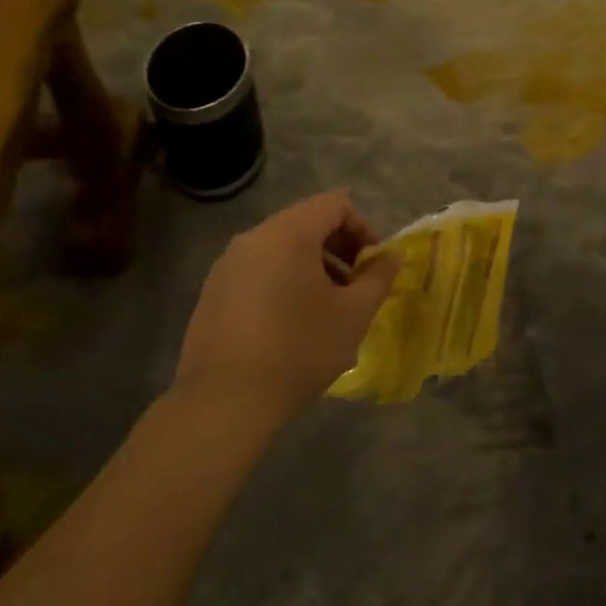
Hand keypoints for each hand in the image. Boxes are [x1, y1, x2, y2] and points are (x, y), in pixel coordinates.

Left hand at [173, 192, 400, 431]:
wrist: (225, 401)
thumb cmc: (299, 349)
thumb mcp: (353, 314)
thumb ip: (378, 277)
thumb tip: (391, 256)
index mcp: (288, 234)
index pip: (334, 204)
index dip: (363, 227)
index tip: (373, 264)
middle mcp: (253, 238)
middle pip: (306, 222)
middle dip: (340, 248)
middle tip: (356, 286)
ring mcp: (228, 265)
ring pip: (282, 248)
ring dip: (314, 266)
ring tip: (328, 307)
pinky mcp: (214, 292)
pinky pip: (259, 270)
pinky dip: (285, 281)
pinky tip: (293, 324)